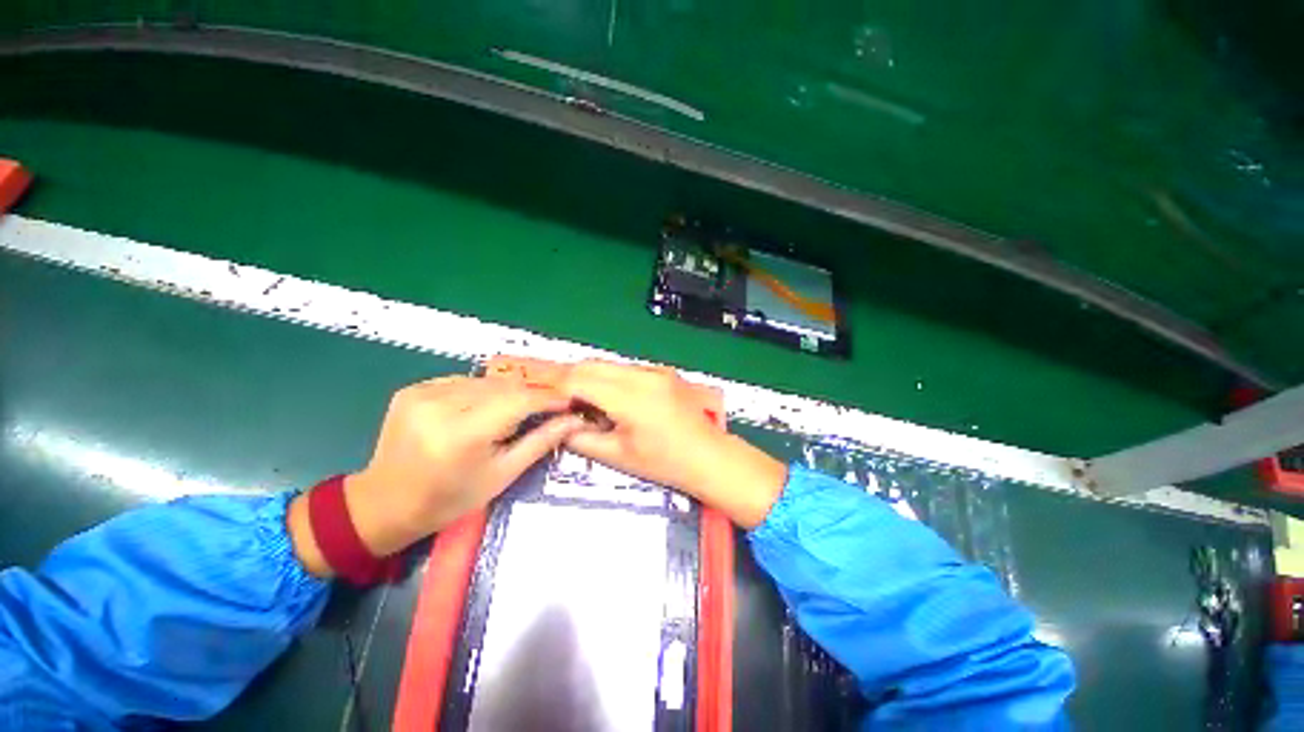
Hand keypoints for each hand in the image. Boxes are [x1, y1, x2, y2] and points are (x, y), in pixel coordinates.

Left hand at [290, 376, 587, 574]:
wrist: (385, 503)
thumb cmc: (449, 499)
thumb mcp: (502, 475)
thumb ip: (541, 442)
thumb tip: (574, 420)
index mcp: (462, 435)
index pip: (519, 401)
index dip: (548, 398)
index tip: (569, 401)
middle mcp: (439, 406)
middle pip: (504, 386)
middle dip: (531, 395)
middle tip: (548, 408)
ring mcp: (422, 393)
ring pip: (485, 381)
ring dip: (507, 392)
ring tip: (515, 411)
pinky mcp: (413, 389)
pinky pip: (464, 381)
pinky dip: (482, 391)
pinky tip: (483, 409)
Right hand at [559, 361, 786, 528]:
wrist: (711, 457)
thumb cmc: (666, 463)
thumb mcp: (619, 456)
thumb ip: (582, 438)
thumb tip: (562, 423)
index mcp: (630, 397)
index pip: (580, 379)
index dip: (556, 387)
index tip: (543, 398)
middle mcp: (643, 375)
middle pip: (593, 364)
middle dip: (570, 378)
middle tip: (560, 400)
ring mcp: (656, 371)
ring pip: (609, 364)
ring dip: (591, 377)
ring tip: (584, 403)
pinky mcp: (664, 373)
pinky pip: (627, 369)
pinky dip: (610, 379)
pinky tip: (611, 399)